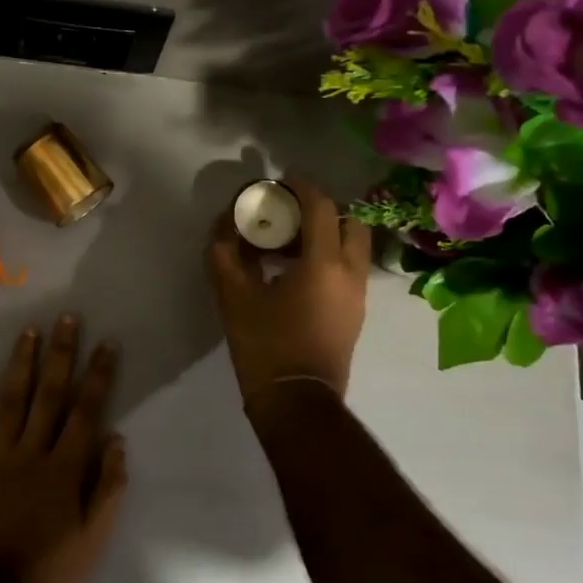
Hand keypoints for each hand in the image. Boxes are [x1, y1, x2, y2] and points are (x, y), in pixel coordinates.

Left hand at [0, 315, 127, 582]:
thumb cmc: (52, 573)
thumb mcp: (95, 538)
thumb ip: (108, 487)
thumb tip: (115, 438)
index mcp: (65, 467)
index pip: (86, 409)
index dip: (98, 374)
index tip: (105, 342)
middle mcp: (31, 452)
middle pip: (49, 393)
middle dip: (61, 353)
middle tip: (66, 317)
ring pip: (10, 400)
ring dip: (21, 364)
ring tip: (29, 331)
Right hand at [206, 176, 371, 405]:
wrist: (297, 401)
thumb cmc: (265, 345)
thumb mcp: (234, 295)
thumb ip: (225, 254)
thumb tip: (224, 228)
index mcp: (324, 263)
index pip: (321, 207)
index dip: (301, 187)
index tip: (281, 182)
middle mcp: (351, 272)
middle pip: (348, 222)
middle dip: (321, 210)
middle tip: (289, 214)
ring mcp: (358, 295)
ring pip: (352, 246)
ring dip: (325, 234)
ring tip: (288, 244)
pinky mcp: (356, 313)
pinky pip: (349, 269)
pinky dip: (329, 257)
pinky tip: (295, 272)